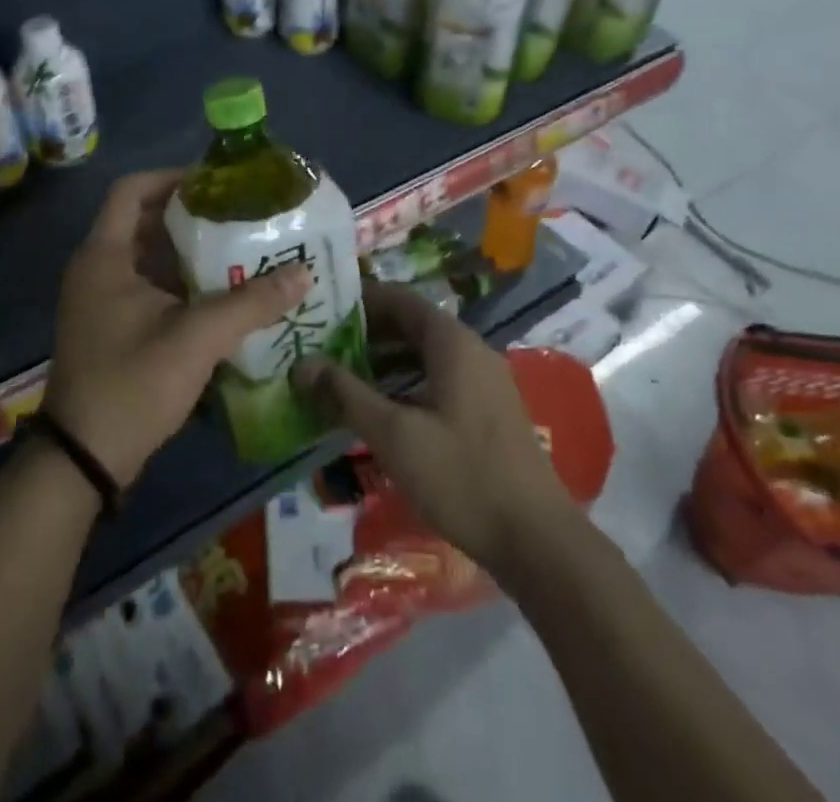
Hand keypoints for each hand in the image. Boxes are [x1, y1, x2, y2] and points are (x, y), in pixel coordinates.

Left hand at [45, 169, 312, 487]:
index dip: (173, 178)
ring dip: (189, 251)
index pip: (133, 190)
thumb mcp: (195, 339)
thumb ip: (250, 304)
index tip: (217, 184)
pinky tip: (220, 294)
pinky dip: (180, 282)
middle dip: (191, 216)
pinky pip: (147, 286)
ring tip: (238, 249)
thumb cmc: (132, 384)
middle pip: (145, 221)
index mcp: (105, 256)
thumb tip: (304, 273)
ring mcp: (101, 300)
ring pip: (148, 256)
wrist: (84, 460)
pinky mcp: (110, 326)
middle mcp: (97, 269)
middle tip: (239, 216)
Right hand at [294, 283, 572, 573]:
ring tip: (341, 380)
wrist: (538, 541)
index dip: (358, 301)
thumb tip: (301, 364)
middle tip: (321, 348)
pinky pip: (439, 379)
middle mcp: (471, 349)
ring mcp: (484, 381)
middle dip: (366, 335)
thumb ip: (345, 394)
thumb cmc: (462, 476)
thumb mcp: (394, 434)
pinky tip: (380, 412)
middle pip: (410, 325)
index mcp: (451, 341)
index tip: (320, 312)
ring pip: (424, 355)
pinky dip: (406, 383)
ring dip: (384, 362)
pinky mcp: (488, 411)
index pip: (398, 298)